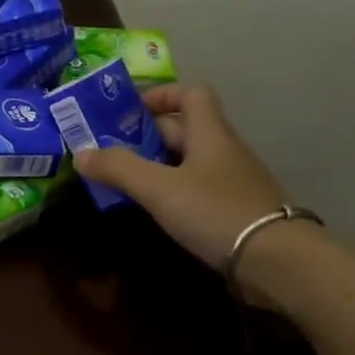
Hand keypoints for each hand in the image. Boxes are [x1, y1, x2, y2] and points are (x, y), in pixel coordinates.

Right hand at [72, 84, 291, 270]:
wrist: (274, 260)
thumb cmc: (215, 211)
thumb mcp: (159, 188)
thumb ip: (119, 168)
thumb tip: (80, 153)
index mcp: (210, 134)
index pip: (191, 94)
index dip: (160, 95)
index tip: (127, 111)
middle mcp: (222, 151)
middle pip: (183, 129)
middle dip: (144, 134)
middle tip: (106, 148)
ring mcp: (229, 181)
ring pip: (186, 160)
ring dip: (153, 164)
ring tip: (119, 178)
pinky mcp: (230, 209)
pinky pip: (193, 187)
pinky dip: (168, 189)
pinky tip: (150, 207)